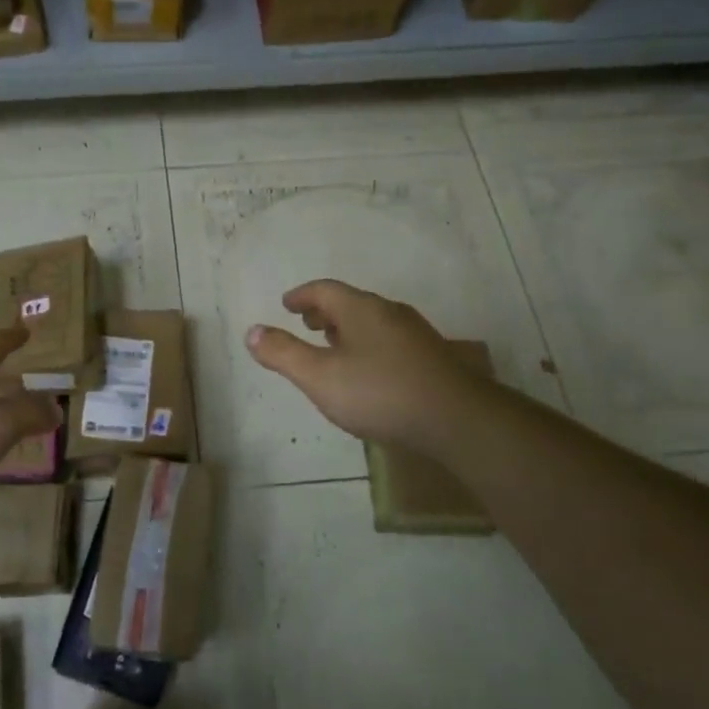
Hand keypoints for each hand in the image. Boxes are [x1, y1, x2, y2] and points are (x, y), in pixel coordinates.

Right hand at [246, 280, 482, 458]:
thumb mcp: (319, 377)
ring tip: (334, 347)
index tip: (287, 304)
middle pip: (350, 303)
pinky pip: (390, 340)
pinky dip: (369, 345)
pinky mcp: (432, 358)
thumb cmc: (380, 392)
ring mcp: (415, 334)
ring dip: (348, 329)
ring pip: (373, 322)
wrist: (457, 419)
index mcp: (360, 309)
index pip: (324, 290)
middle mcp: (389, 312)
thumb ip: (283, 354)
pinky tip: (369, 372)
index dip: (302, 295)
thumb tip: (251, 331)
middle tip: (307, 324)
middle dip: (325, 312)